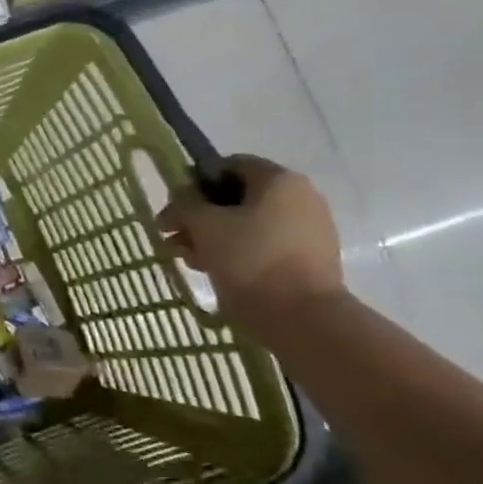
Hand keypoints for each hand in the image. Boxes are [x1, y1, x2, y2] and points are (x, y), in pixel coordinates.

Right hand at [159, 156, 344, 331]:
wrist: (302, 318)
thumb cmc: (250, 259)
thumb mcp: (203, 225)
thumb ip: (185, 203)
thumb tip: (181, 196)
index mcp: (279, 180)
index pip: (229, 165)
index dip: (195, 183)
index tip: (175, 207)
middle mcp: (300, 198)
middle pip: (237, 198)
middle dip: (199, 216)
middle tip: (173, 237)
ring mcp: (309, 230)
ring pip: (248, 224)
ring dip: (212, 237)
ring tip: (188, 259)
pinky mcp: (310, 260)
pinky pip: (264, 246)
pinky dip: (237, 253)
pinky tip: (212, 270)